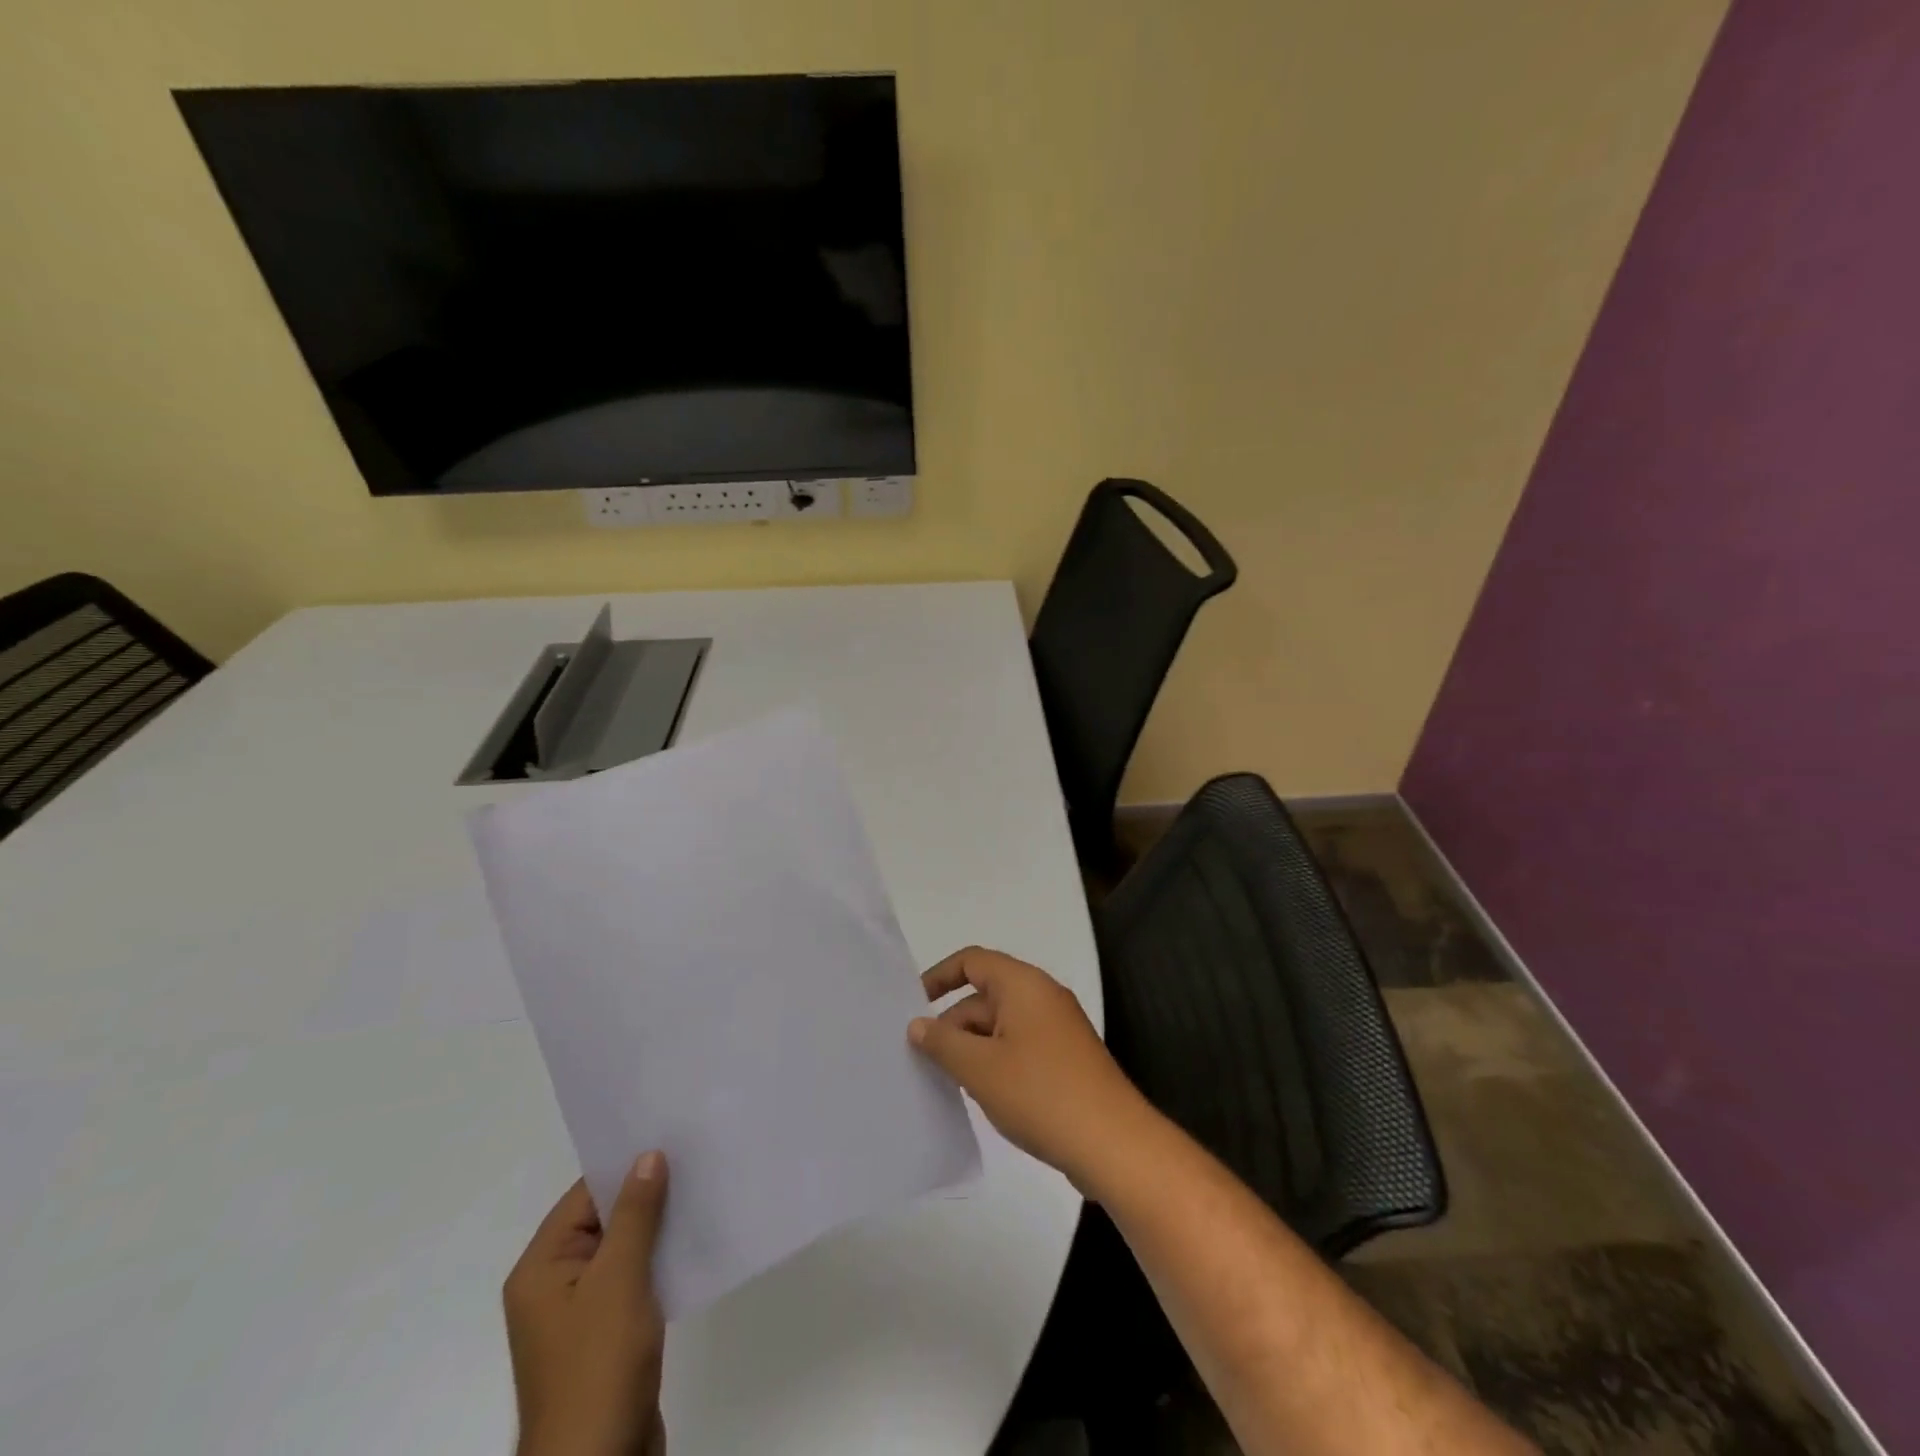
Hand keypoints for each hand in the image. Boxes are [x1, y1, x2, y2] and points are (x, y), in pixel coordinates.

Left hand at [505, 1155, 669, 1455]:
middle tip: (695, 1156)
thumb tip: (648, 1155)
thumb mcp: (619, 1280)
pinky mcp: (608, 1335)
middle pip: (604, 1220)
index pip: (585, 1196)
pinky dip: (660, 1259)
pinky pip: (634, 1279)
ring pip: (624, 1249)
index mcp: (541, 1268)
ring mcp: (581, 1313)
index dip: (626, 1166)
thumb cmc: (598, 1365)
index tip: (671, 1135)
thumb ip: (635, 1215)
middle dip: (647, 1192)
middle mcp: (554, 1285)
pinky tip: (695, 1241)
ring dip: (658, 1226)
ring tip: (703, 1190)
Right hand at [908, 946, 1150, 1190]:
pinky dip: (995, 1061)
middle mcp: (1042, 997)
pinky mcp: (1065, 1059)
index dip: (939, 976)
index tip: (913, 1006)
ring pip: (1001, 1025)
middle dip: (952, 1022)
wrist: (1112, 1143)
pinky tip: (980, 1094)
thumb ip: (943, 1042)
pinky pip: (1019, 1046)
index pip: (973, 961)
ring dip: (971, 1046)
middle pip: (985, 995)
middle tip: (920, 1057)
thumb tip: (918, 1024)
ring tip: (944, 1080)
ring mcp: (1057, 1029)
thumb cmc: (1041, 1093)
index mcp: (1023, 985)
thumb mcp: (980, 1068)